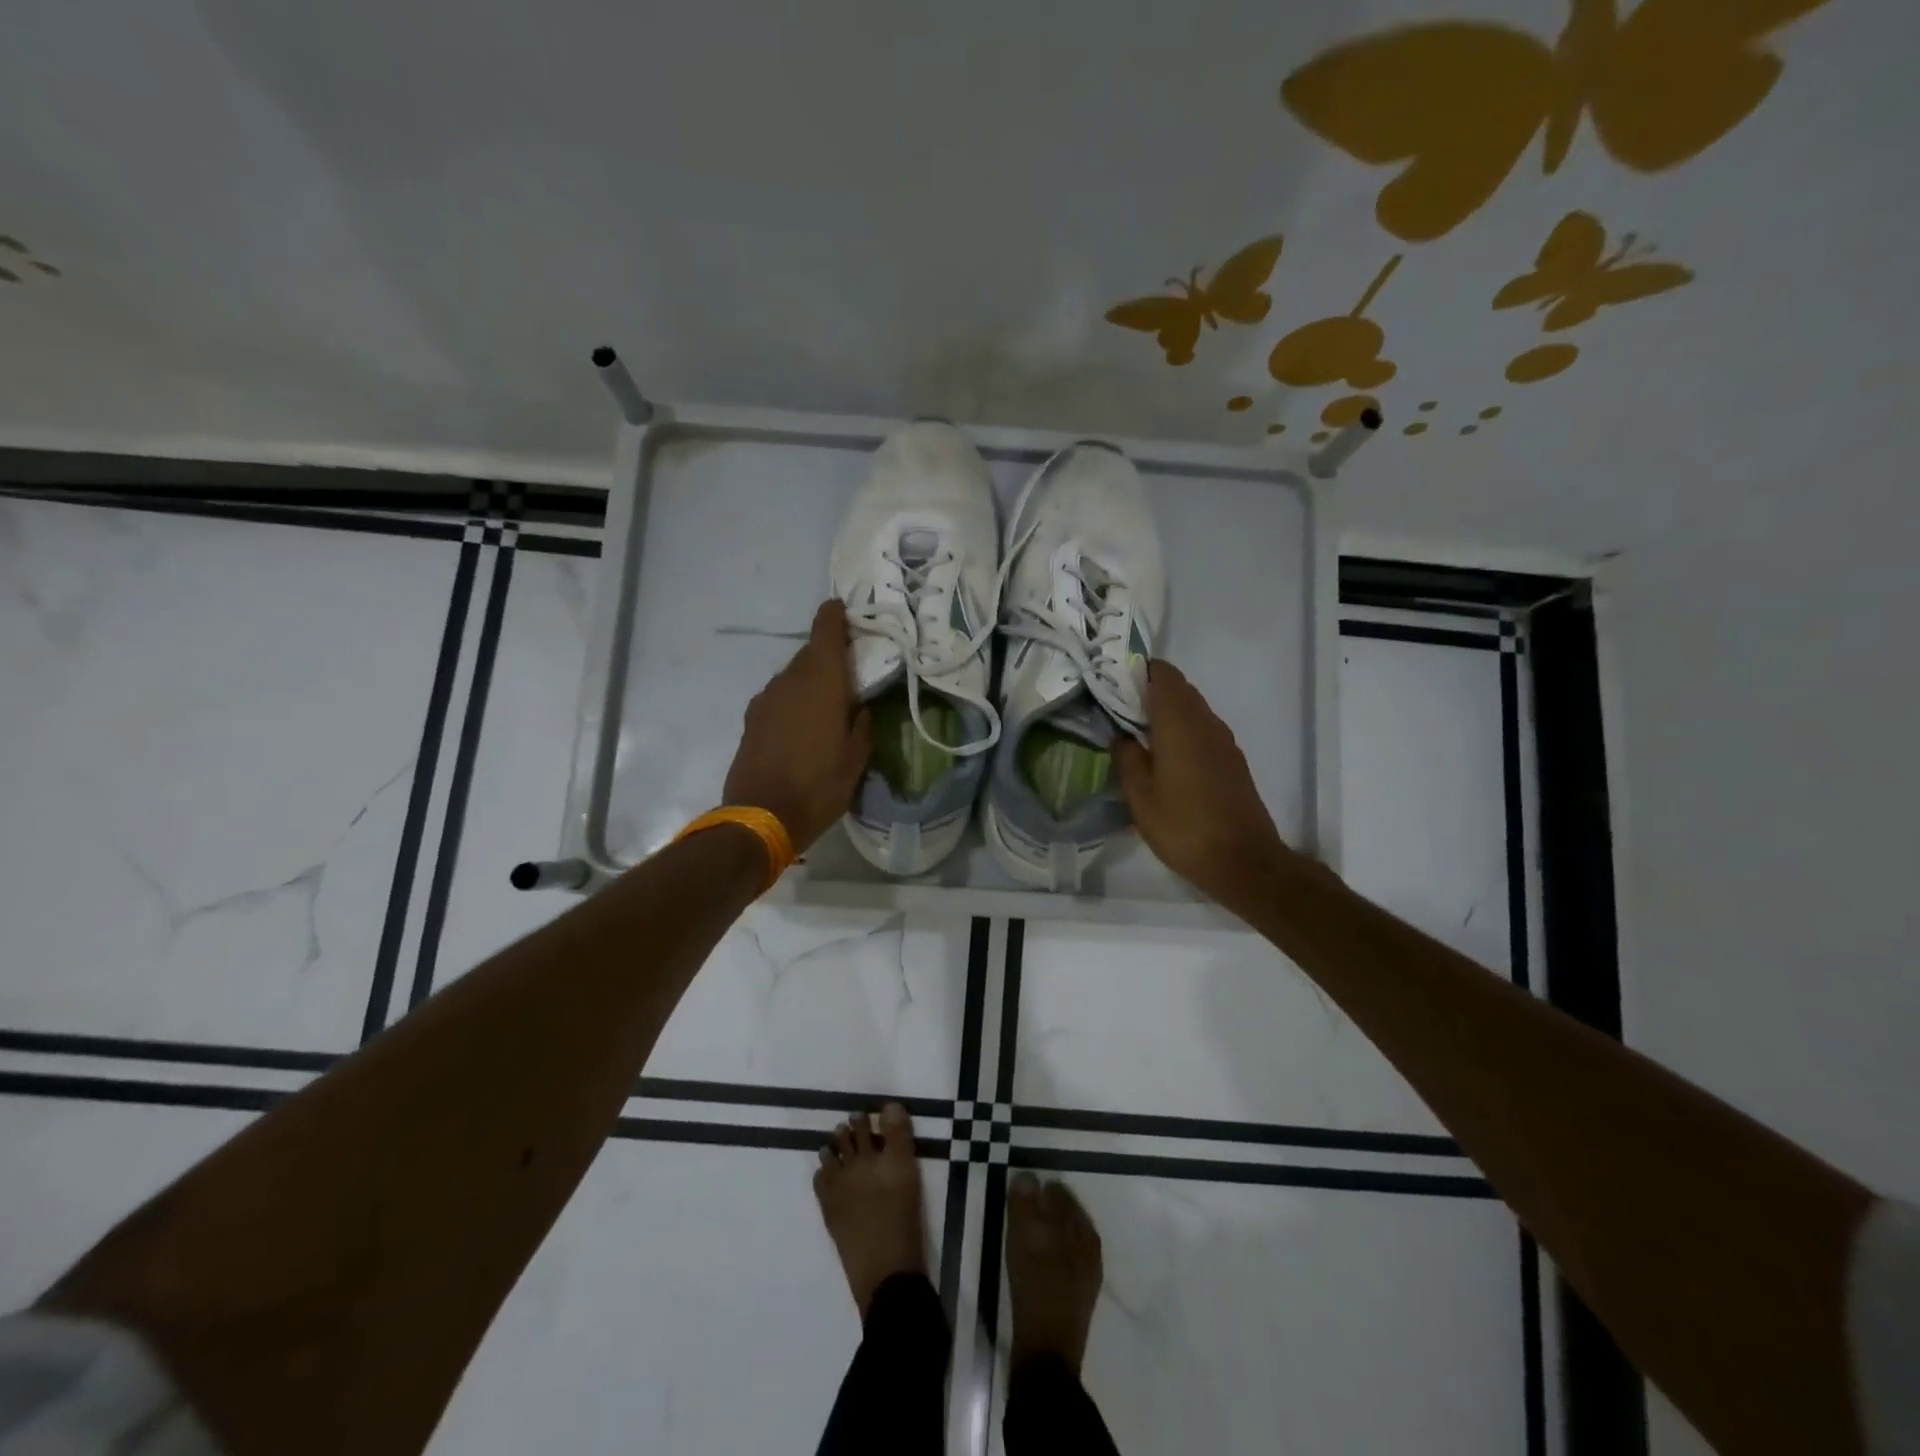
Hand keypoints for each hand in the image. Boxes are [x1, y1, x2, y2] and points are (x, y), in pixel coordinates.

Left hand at [723, 600, 872, 852]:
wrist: (760, 817)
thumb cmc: (818, 786)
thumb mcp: (856, 759)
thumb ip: (861, 724)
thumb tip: (859, 706)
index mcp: (821, 682)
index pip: (825, 632)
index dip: (834, 616)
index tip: (844, 609)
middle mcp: (789, 681)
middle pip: (810, 654)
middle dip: (829, 655)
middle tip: (851, 669)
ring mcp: (766, 700)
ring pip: (793, 676)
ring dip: (811, 680)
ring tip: (829, 702)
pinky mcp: (752, 720)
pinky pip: (779, 697)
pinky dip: (794, 699)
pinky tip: (804, 723)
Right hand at [1113, 661, 1297, 912]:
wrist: (1242, 861)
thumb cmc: (1183, 826)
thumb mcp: (1140, 796)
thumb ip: (1127, 757)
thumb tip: (1121, 735)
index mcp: (1179, 723)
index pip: (1163, 674)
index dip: (1139, 671)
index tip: (1114, 684)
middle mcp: (1206, 723)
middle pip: (1179, 689)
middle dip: (1149, 692)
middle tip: (1118, 711)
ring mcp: (1224, 742)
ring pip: (1192, 710)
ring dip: (1166, 714)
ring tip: (1137, 736)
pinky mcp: (1232, 762)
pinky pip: (1203, 731)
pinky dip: (1182, 733)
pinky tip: (1164, 761)